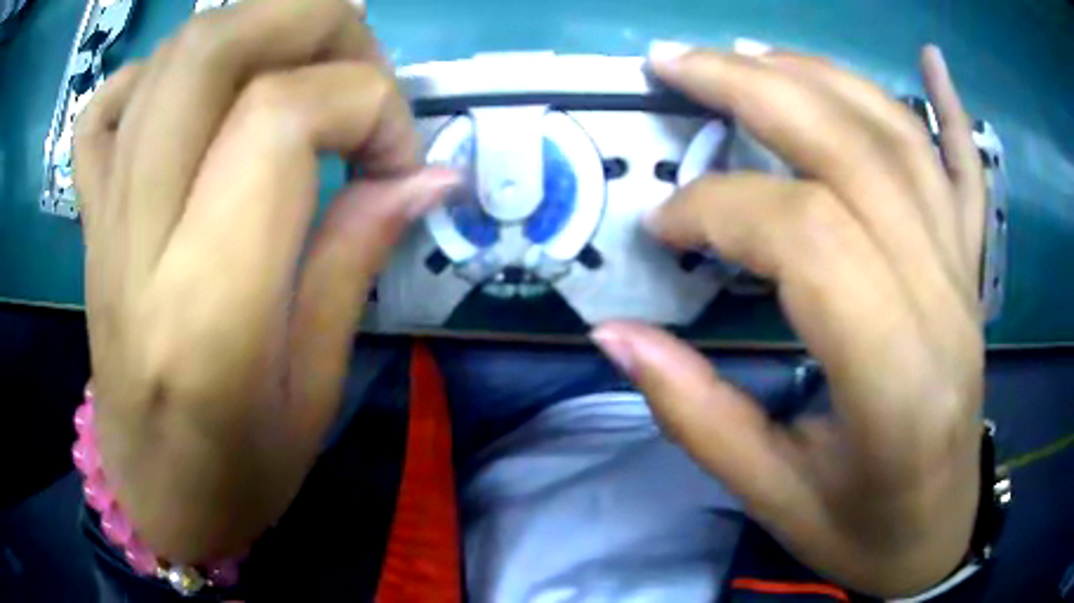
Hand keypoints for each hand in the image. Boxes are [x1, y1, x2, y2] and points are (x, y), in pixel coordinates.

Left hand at [75, 0, 455, 560]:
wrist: (153, 497)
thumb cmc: (240, 474)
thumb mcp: (317, 388)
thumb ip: (360, 256)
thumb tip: (432, 172)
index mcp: (206, 308)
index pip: (281, 117)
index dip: (368, 105)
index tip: (401, 159)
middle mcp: (139, 239)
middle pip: (216, 46)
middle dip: (315, 25)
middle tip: (357, 77)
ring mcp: (102, 218)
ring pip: (173, 54)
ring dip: (257, 31)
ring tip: (300, 76)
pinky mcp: (87, 218)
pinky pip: (109, 105)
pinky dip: (159, 72)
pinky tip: (195, 104)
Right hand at [593, 45, 985, 596]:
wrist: (936, 535)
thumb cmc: (861, 532)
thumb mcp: (772, 499)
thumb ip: (696, 416)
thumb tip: (615, 337)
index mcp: (897, 384)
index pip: (811, 240)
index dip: (722, 211)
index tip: (663, 227)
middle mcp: (944, 308)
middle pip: (855, 156)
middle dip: (754, 92)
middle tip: (676, 63)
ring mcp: (967, 280)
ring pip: (902, 143)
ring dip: (821, 78)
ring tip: (749, 52)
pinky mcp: (974, 273)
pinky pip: (970, 173)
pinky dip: (952, 108)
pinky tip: (931, 60)